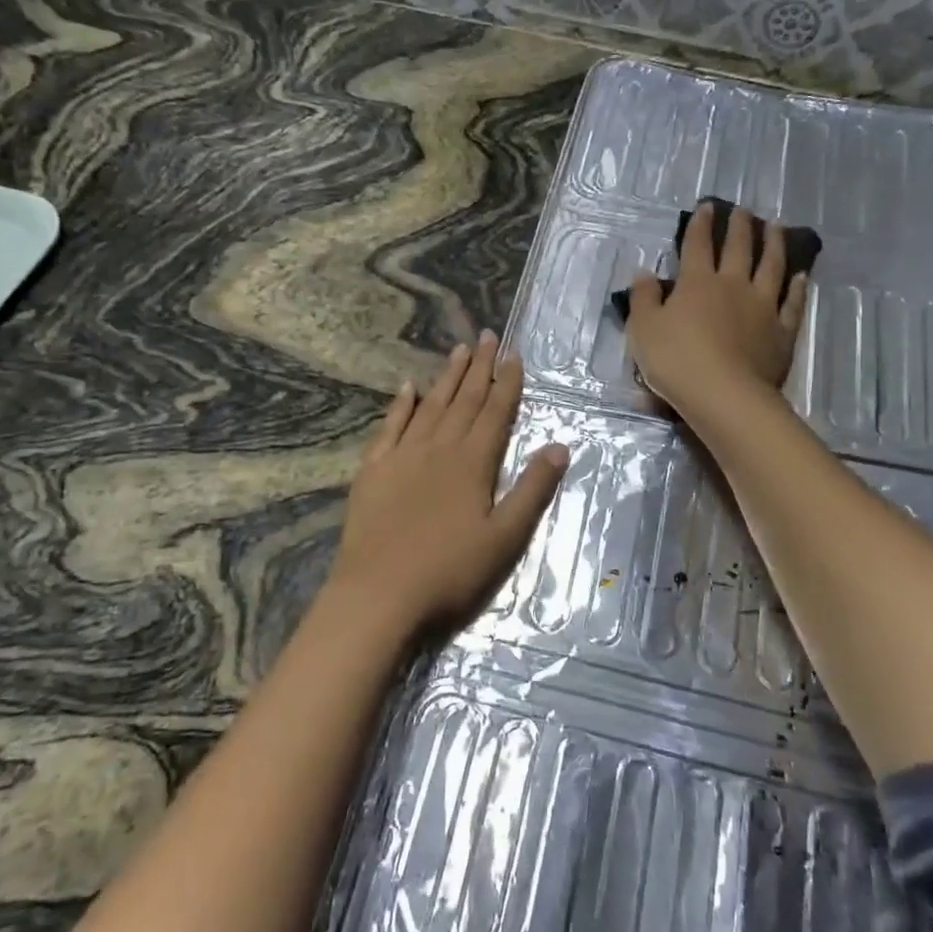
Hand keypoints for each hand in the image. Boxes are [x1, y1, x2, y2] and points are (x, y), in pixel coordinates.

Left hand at [326, 331, 568, 642]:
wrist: (378, 595)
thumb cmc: (449, 572)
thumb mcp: (505, 538)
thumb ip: (532, 489)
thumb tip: (559, 445)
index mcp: (473, 463)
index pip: (495, 412)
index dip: (507, 382)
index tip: (513, 354)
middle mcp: (438, 448)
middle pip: (464, 400)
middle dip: (479, 368)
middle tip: (487, 336)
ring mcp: (402, 457)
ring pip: (430, 406)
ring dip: (446, 378)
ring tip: (458, 351)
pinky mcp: (373, 471)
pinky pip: (390, 427)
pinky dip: (401, 405)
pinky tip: (408, 388)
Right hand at [626, 202, 808, 424]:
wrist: (724, 395)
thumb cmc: (676, 361)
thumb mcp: (644, 329)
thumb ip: (643, 298)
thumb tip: (644, 273)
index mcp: (697, 283)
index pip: (697, 245)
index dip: (700, 224)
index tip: (707, 207)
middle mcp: (733, 285)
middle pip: (738, 248)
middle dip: (740, 226)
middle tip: (744, 211)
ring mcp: (763, 307)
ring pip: (771, 267)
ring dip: (774, 244)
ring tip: (777, 227)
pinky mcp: (782, 331)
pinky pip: (793, 302)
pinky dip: (797, 287)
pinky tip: (801, 275)